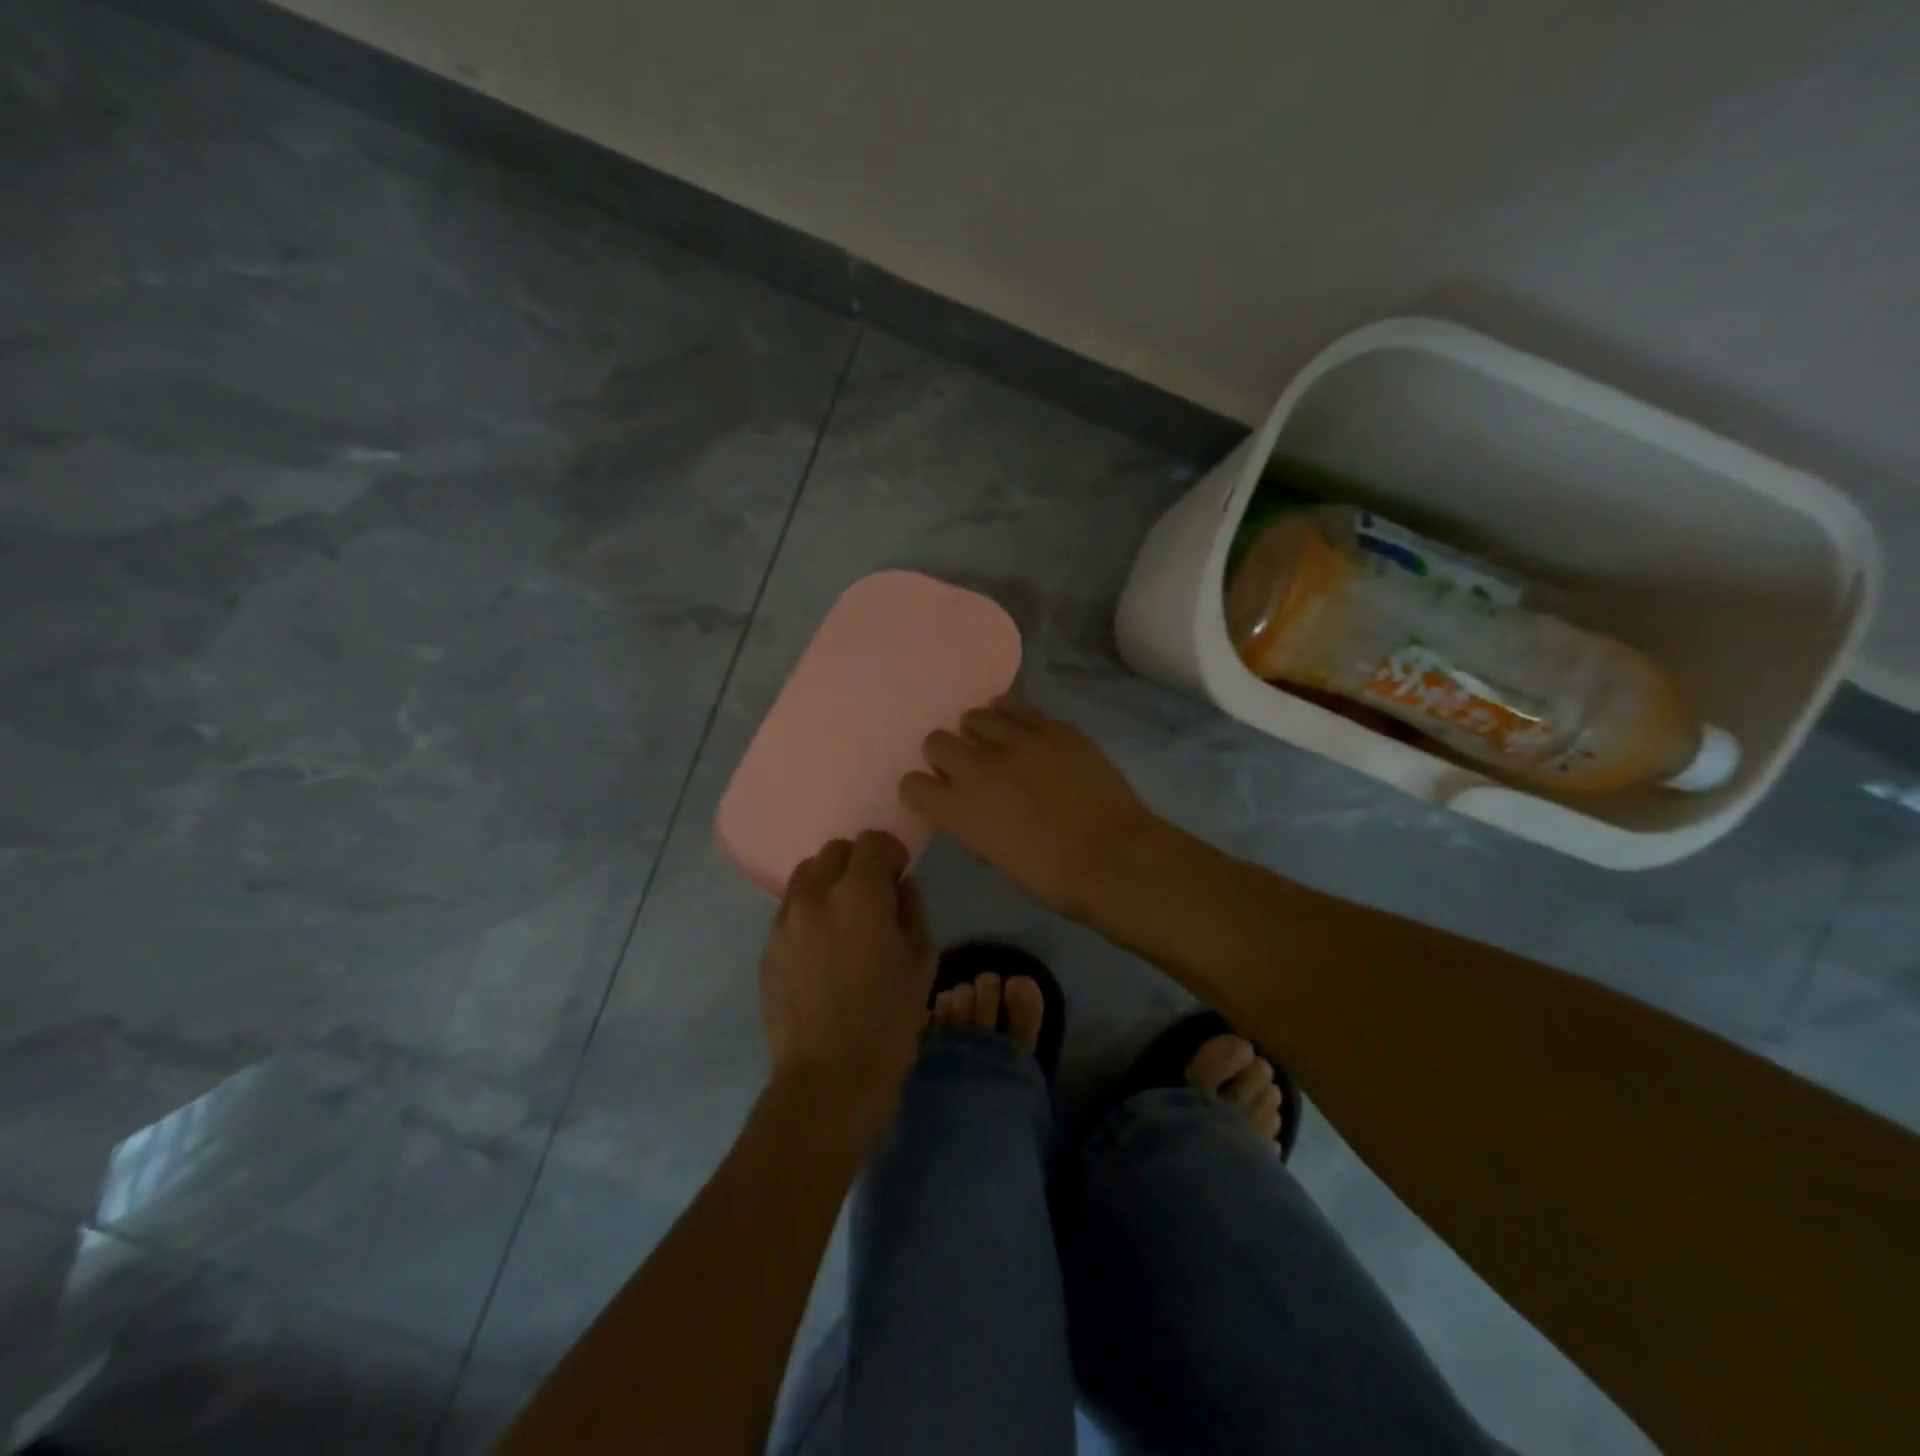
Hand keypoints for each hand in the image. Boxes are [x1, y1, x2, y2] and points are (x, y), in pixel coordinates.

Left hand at [760, 831, 934, 1129]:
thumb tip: (899, 887)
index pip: (872, 841)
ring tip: (843, 918)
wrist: (829, 1078)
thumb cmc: (888, 1020)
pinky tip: (822, 949)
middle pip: (834, 851)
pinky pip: (790, 910)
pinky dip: (809, 912)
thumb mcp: (921, 962)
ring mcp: (785, 921)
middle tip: (874, 896)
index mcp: (859, 894)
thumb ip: (912, 910)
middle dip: (858, 863)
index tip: (899, 875)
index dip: (891, 852)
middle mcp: (816, 896)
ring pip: (805, 875)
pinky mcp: (768, 948)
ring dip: (829, 882)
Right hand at [901, 697, 1161, 921]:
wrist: (1115, 857)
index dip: (921, 789)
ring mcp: (1017, 741)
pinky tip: (1019, 727)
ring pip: (974, 715)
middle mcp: (977, 767)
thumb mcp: (995, 858)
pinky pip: (1016, 705)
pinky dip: (1009, 715)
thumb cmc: (1052, 876)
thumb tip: (967, 806)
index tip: (935, 794)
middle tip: (965, 767)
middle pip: (935, 741)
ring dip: (976, 731)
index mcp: (958, 809)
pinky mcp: (1052, 727)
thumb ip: (971, 823)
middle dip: (944, 754)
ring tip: (993, 743)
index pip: (912, 784)